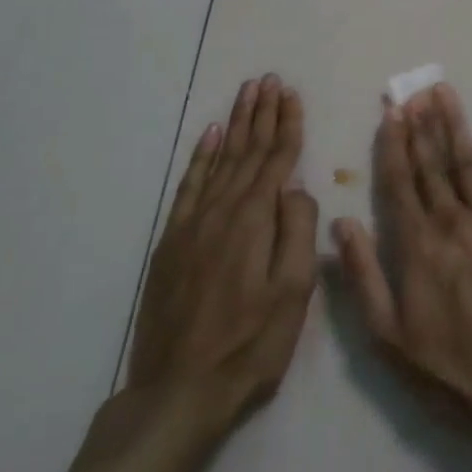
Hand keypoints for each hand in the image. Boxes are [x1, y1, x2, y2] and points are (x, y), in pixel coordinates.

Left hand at [120, 75, 317, 460]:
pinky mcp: (172, 242)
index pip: (277, 159)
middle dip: (261, 112)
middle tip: (268, 79)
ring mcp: (192, 224)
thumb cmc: (249, 345)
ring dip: (235, 123)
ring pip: (219, 159)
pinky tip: (210, 136)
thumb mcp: (293, 293)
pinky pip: (189, 185)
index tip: (292, 93)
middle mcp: (222, 210)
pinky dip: (201, 156)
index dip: (287, 124)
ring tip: (246, 93)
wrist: (177, 392)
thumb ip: (298, 231)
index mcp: (255, 220)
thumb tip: (298, 186)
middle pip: (247, 150)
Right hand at [332, 84, 471, 435]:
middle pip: (431, 164)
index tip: (389, 113)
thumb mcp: (390, 335)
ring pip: (468, 161)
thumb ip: (364, 275)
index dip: (392, 145)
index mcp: (417, 244)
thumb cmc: (452, 365)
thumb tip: (340, 222)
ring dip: (454, 124)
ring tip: (443, 92)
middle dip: (419, 125)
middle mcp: (452, 220)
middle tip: (412, 91)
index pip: (399, 182)